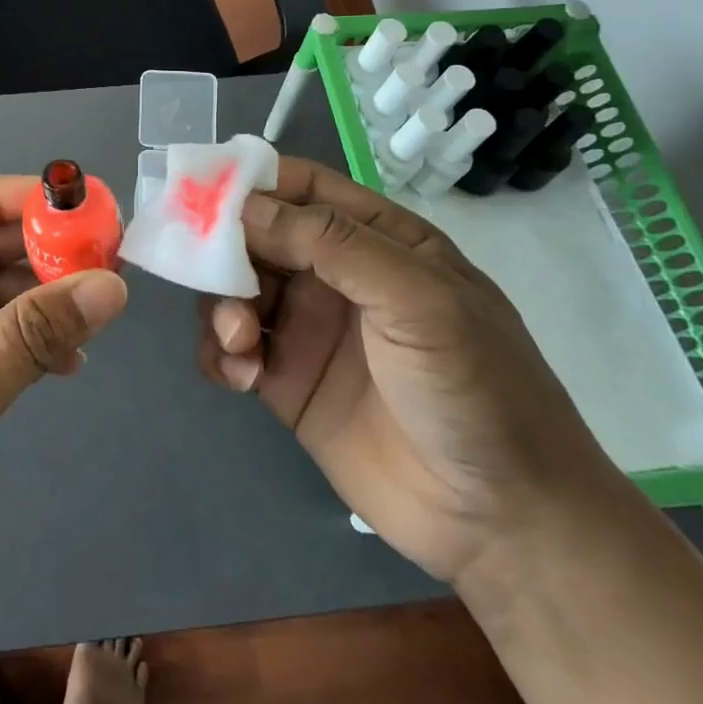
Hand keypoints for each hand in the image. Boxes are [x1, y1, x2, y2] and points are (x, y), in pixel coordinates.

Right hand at [197, 156, 619, 581]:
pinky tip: (239, 376)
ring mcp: (309, 330)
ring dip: (222, 307)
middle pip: (257, 238)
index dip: (251, 182)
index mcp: (376, 240)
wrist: (502, 520)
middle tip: (210, 276)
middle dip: (225, 252)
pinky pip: (234, 349)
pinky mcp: (287, 383)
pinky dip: (221, 354)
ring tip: (241, 342)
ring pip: (237, 292)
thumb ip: (333, 244)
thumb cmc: (474, 387)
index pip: (303, 189)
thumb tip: (246, 204)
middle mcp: (336, 276)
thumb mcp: (418, 300)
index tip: (200, 193)